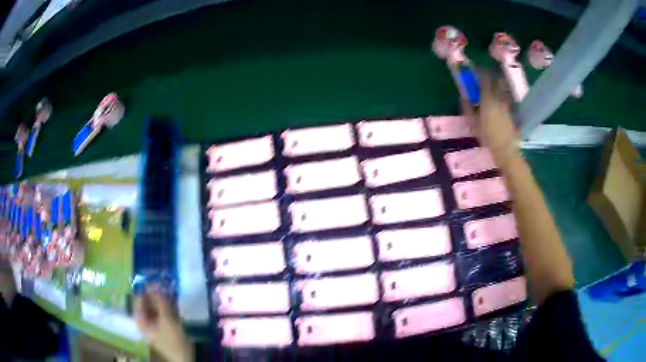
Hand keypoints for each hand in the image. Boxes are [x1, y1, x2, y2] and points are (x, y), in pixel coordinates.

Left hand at [134, 286, 192, 361]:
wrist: (184, 359)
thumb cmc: (173, 342)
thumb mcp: (167, 321)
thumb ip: (160, 303)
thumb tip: (154, 284)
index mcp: (141, 319)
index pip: (139, 298)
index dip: (146, 288)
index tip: (156, 279)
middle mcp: (145, 319)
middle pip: (147, 301)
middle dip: (156, 293)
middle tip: (166, 286)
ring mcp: (154, 323)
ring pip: (156, 306)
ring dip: (163, 299)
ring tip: (171, 294)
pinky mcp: (163, 325)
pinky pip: (163, 312)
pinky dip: (167, 306)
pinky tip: (174, 304)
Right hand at [476, 72, 520, 165]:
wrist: (505, 149)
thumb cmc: (487, 137)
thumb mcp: (473, 124)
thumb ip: (467, 108)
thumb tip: (463, 97)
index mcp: (487, 100)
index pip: (485, 81)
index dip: (481, 73)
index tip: (477, 69)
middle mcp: (498, 99)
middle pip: (497, 82)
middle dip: (492, 75)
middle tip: (488, 74)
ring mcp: (507, 105)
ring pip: (503, 90)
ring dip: (499, 84)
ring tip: (496, 84)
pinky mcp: (511, 112)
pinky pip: (507, 99)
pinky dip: (504, 95)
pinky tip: (501, 99)